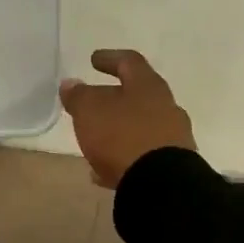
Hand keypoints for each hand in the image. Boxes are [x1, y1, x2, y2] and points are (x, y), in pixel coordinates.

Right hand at [59, 49, 196, 188]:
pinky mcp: (172, 165)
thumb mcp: (90, 111)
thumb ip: (79, 96)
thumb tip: (71, 84)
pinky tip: (103, 170)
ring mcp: (172, 137)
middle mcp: (166, 107)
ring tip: (94, 140)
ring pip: (141, 126)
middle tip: (92, 103)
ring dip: (118, 129)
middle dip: (113, 98)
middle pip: (138, 95)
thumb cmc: (122, 136)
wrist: (161, 184)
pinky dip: (122, 156)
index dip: (109, 58)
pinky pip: (142, 154)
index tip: (93, 60)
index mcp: (148, 86)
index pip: (129, 62)